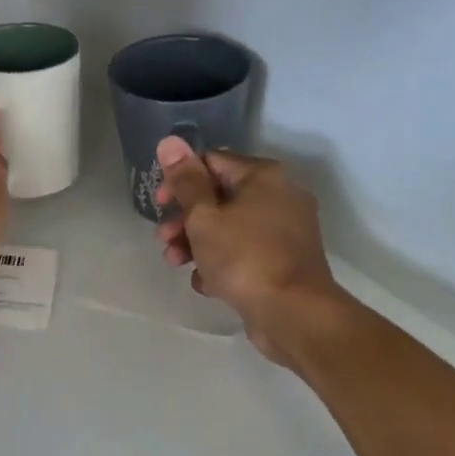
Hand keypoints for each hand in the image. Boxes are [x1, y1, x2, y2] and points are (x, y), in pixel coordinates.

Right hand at [154, 137, 350, 365]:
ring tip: (176, 264)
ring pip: (229, 227)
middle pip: (219, 197)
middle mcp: (280, 196)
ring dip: (197, 243)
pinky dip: (222, 264)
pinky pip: (245, 253)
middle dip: (185, 219)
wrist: (294, 314)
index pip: (211, 162)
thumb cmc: (244, 257)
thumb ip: (185, 181)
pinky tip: (207, 285)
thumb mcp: (204, 217)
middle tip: (164, 240)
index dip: (180, 180)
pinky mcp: (284, 261)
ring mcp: (285, 231)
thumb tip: (170, 141)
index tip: (160, 205)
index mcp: (263, 176)